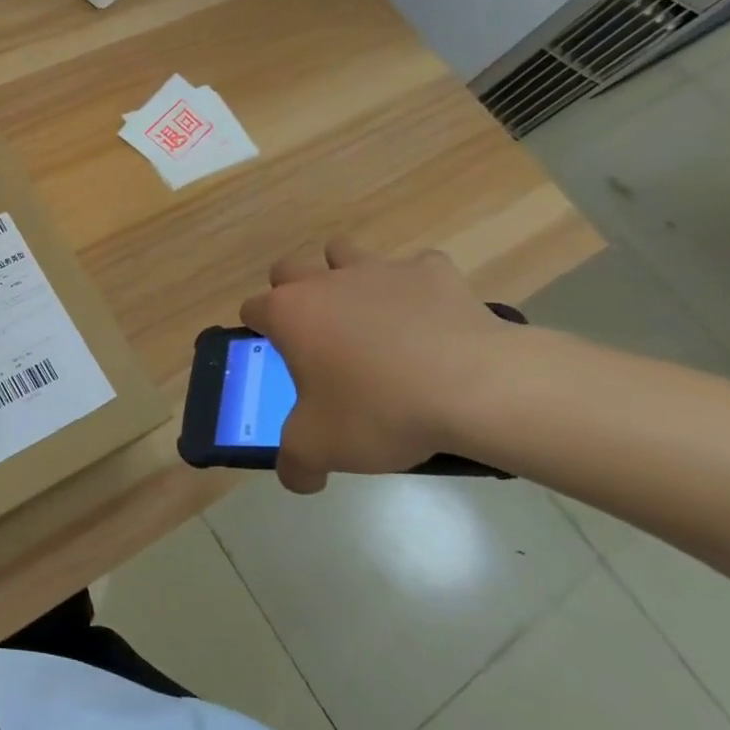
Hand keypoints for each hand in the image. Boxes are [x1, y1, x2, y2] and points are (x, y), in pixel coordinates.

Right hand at [238, 237, 520, 493]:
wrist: (476, 388)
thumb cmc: (380, 410)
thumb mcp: (322, 448)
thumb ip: (295, 463)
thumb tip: (296, 478)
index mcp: (289, 313)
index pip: (252, 309)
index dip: (260, 332)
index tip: (278, 358)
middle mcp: (325, 281)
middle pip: (289, 270)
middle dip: (293, 294)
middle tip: (317, 336)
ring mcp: (380, 269)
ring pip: (344, 251)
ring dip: (346, 275)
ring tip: (367, 316)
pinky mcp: (433, 270)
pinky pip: (417, 268)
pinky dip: (418, 288)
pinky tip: (430, 319)